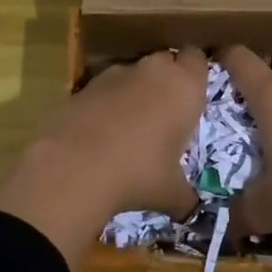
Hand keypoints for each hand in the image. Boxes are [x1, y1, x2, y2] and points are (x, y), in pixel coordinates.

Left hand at [0, 47, 207, 263]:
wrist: (74, 167)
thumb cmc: (139, 174)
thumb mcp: (171, 193)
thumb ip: (186, 197)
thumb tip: (190, 211)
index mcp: (184, 87)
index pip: (198, 60)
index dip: (196, 74)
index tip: (194, 96)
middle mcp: (153, 71)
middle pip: (166, 61)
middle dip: (167, 80)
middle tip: (167, 112)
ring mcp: (115, 74)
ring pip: (134, 73)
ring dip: (136, 90)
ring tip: (132, 126)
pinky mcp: (84, 85)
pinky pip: (105, 88)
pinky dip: (107, 102)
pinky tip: (102, 132)